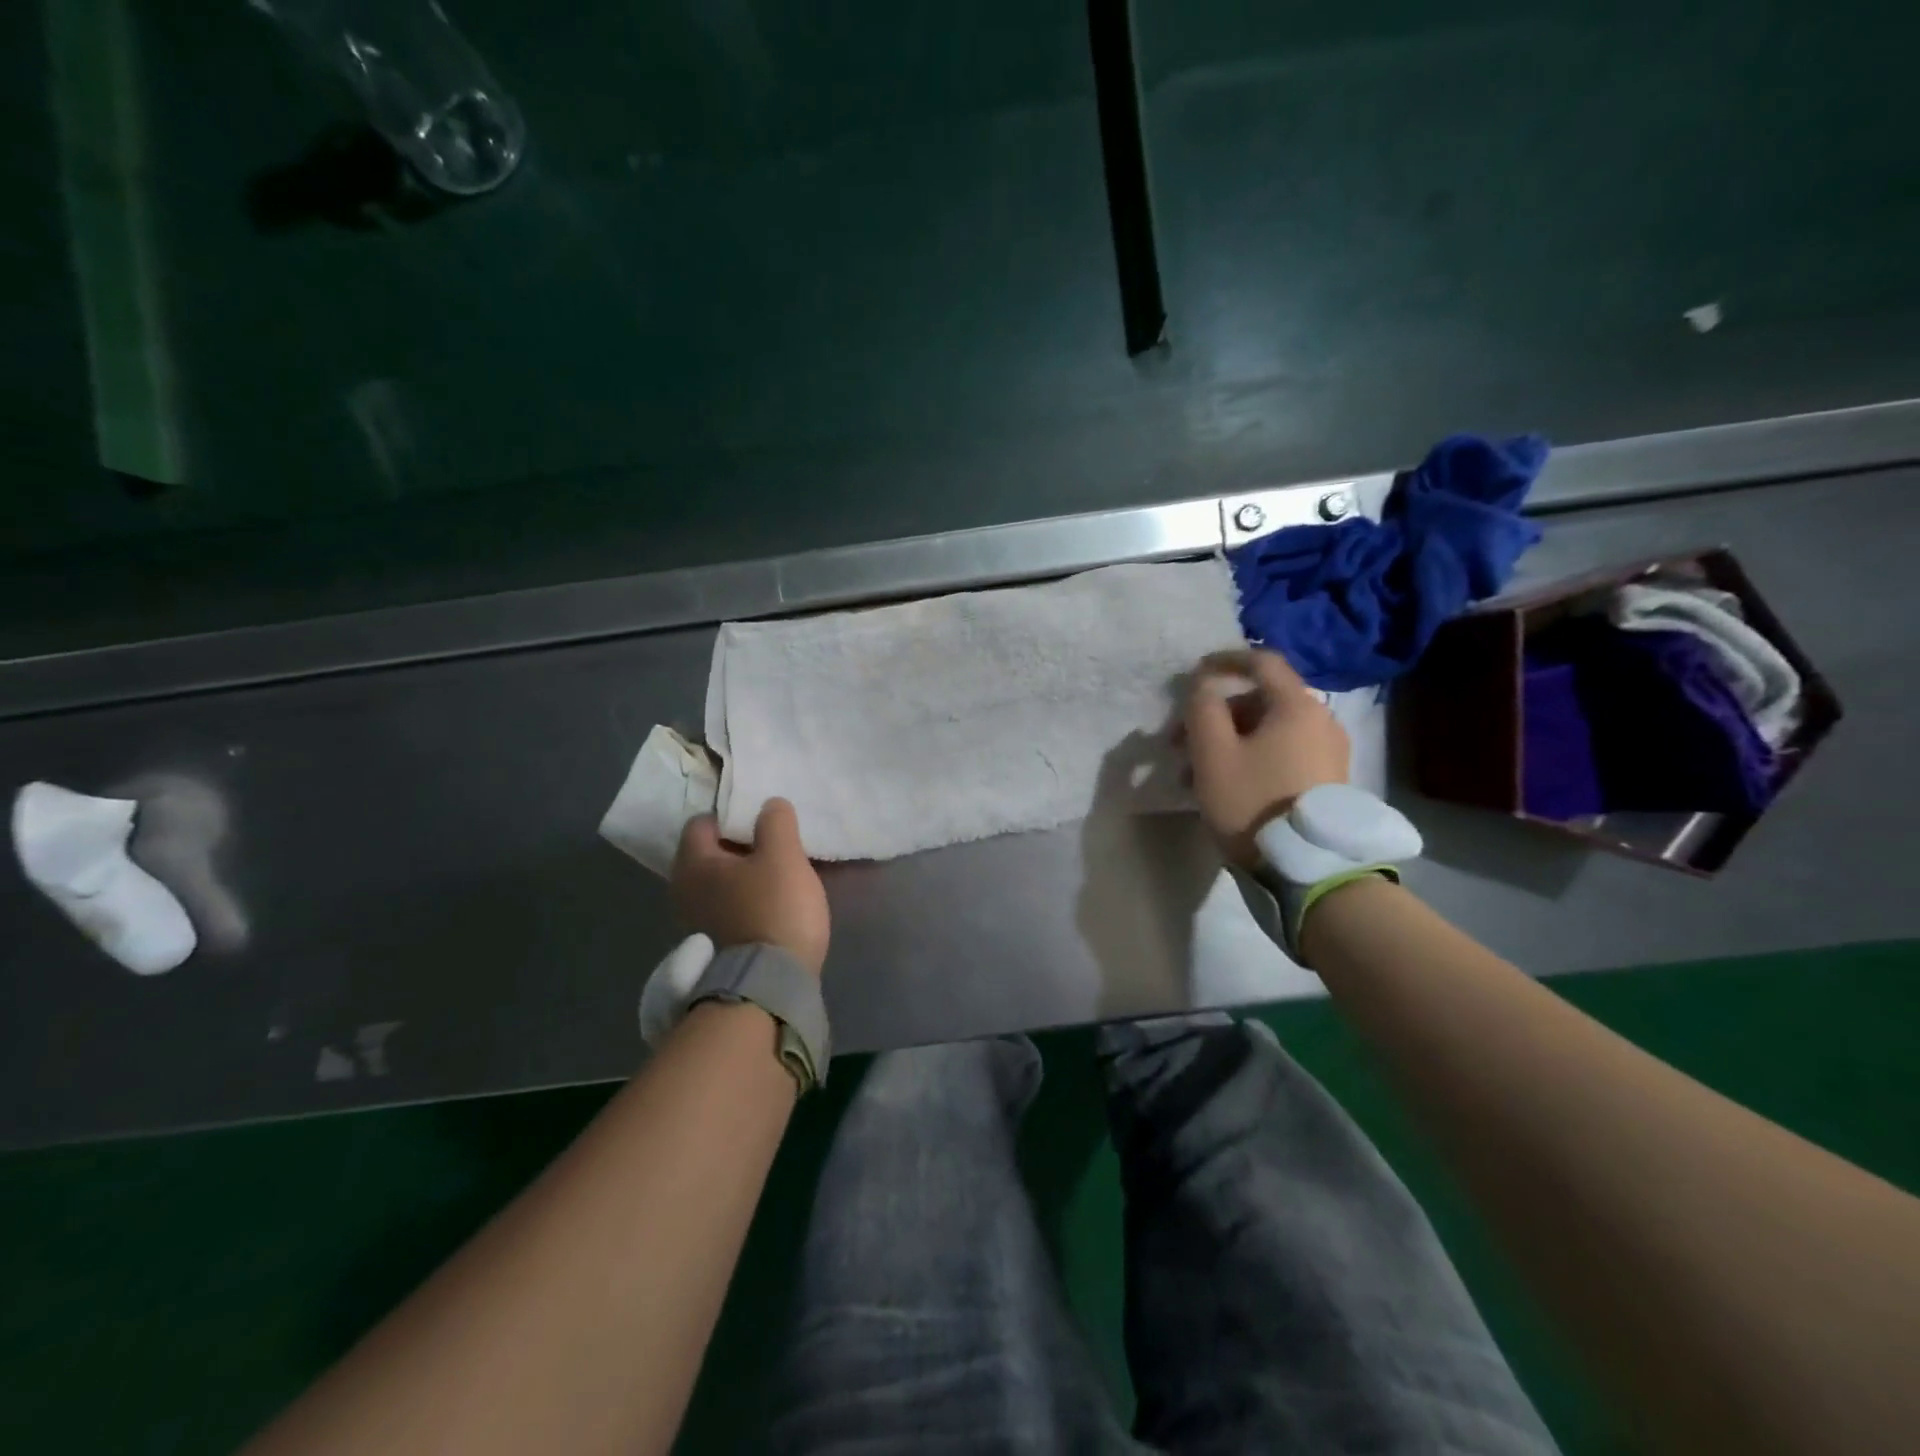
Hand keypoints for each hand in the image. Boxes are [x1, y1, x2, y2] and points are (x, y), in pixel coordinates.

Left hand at [672, 798, 829, 975]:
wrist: (771, 984)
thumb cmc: (774, 909)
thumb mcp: (783, 855)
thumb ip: (776, 822)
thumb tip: (769, 805)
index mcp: (694, 863)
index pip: (702, 822)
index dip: (731, 815)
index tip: (762, 820)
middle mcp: (684, 890)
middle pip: (711, 853)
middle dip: (741, 845)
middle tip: (775, 844)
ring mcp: (697, 921)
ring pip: (721, 882)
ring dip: (746, 875)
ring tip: (780, 874)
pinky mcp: (715, 945)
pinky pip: (730, 907)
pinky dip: (748, 900)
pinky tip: (774, 903)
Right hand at [1182, 649, 1349, 865]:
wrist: (1310, 868)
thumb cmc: (1254, 802)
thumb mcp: (1213, 754)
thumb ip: (1203, 709)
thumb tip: (1204, 684)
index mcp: (1297, 706)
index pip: (1261, 662)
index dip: (1224, 660)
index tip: (1194, 673)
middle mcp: (1321, 720)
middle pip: (1260, 700)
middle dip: (1215, 716)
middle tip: (1180, 742)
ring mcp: (1329, 752)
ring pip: (1267, 731)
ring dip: (1227, 742)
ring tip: (1194, 776)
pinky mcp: (1328, 780)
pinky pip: (1282, 753)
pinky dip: (1250, 758)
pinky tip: (1225, 787)